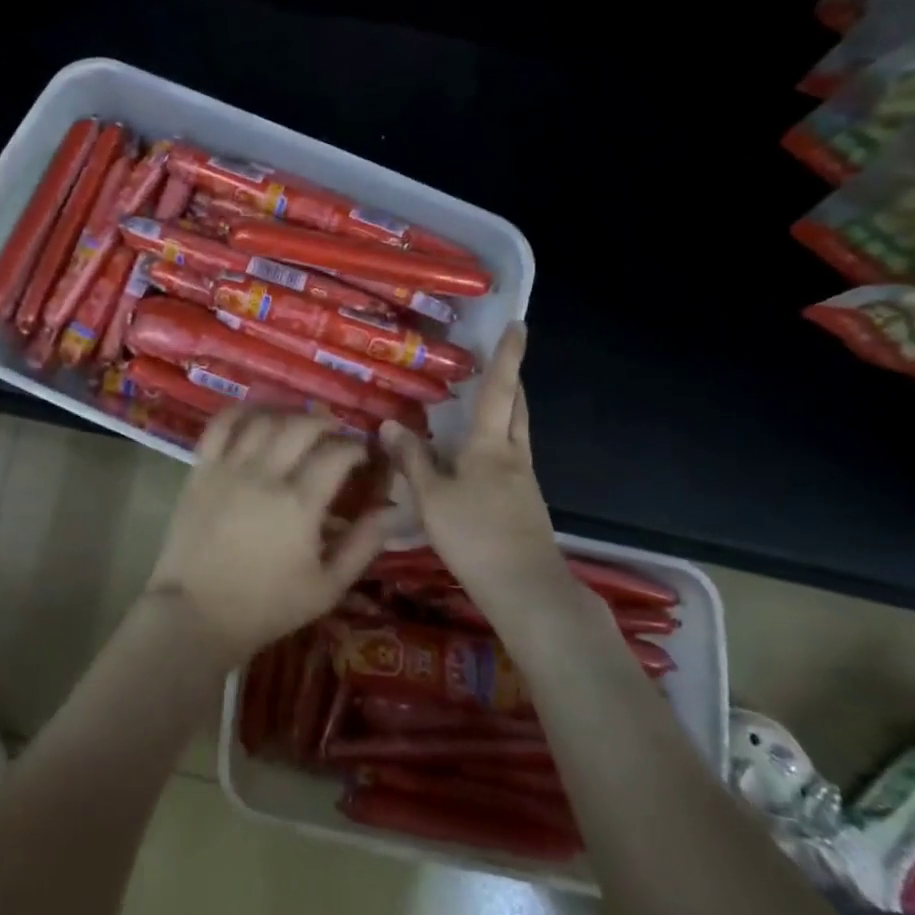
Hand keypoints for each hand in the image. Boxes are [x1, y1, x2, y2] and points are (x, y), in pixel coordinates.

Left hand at [145, 410, 389, 665]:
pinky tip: (258, 415)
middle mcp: (264, 474)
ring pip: (264, 420)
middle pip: (303, 426)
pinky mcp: (201, 470)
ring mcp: (229, 468)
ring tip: (301, 425)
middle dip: (328, 425)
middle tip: (336, 438)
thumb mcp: (328, 587)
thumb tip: (390, 510)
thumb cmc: (267, 606)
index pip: (337, 453)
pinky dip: (242, 412)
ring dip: (289, 414)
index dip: (357, 448)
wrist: (198, 615)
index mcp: (300, 503)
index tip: (364, 456)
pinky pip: (220, 425)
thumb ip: (362, 545)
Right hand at [381, 324, 562, 603]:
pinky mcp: (525, 504)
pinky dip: (498, 443)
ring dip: (507, 411)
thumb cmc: (475, 535)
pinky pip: (511, 458)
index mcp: (491, 446)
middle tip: (500, 361)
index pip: (500, 390)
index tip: (519, 325)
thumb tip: (389, 424)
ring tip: (485, 403)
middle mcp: (513, 456)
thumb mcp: (432, 497)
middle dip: (512, 381)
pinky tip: (477, 458)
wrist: (526, 589)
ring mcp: (524, 481)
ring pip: (517, 433)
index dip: (508, 357)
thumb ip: (412, 460)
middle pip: (517, 408)